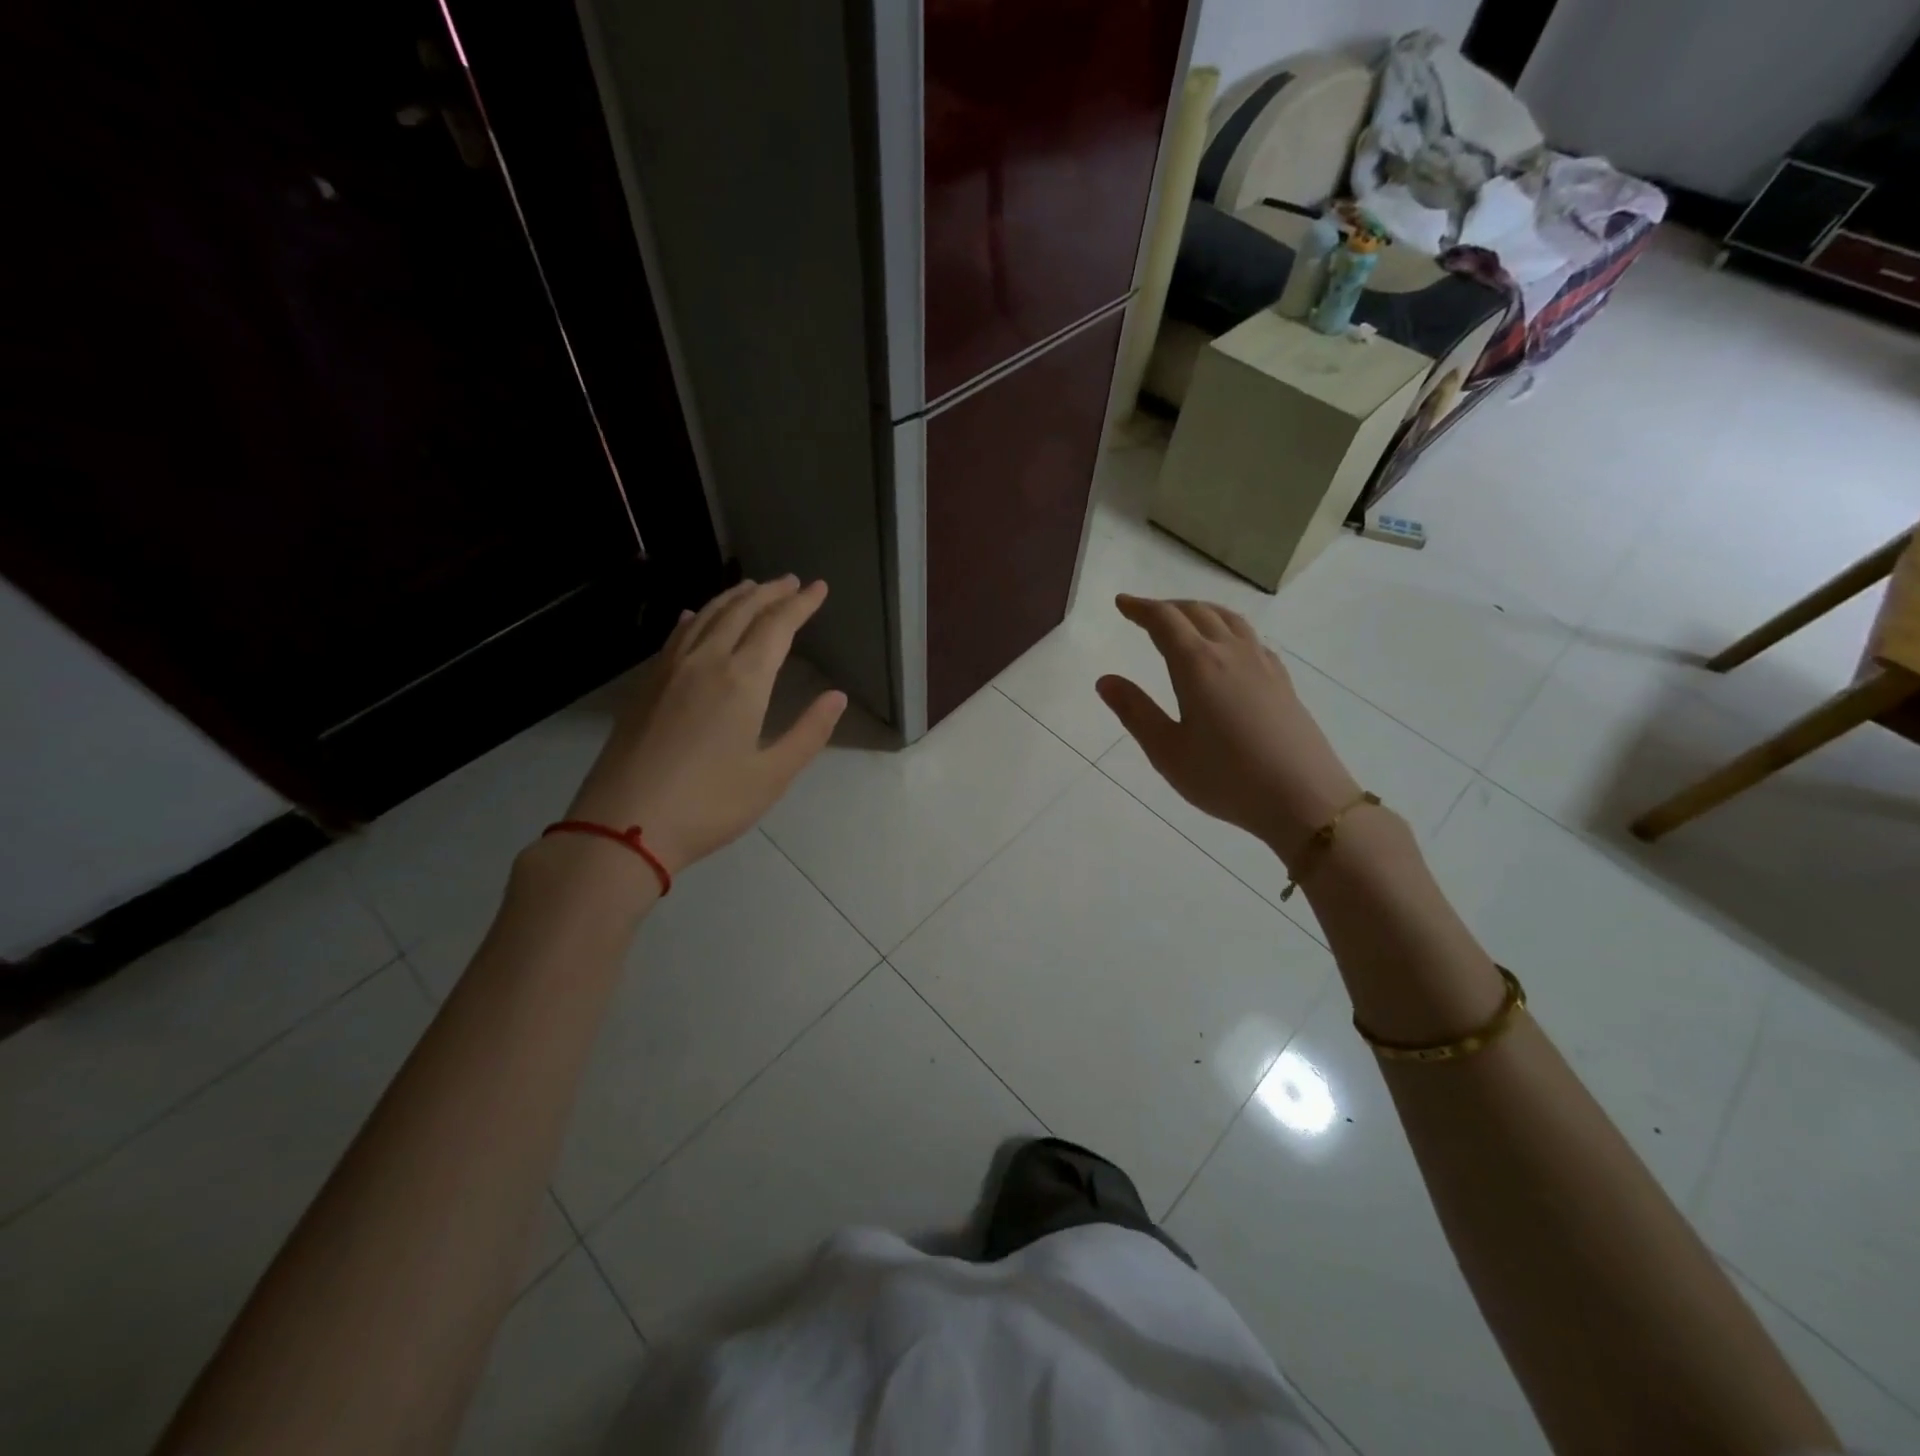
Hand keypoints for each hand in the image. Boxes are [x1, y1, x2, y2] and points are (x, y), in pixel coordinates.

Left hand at [564, 577, 846, 873]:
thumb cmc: (709, 805)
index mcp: (742, 680)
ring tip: (753, 588)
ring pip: (706, 617)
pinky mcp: (646, 686)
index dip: (801, 604)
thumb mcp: (772, 776)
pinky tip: (696, 616)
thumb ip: (809, 732)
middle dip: (770, 593)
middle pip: (741, 612)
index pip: (778, 626)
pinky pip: (677, 636)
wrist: (624, 825)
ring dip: (734, 598)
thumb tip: (837, 697)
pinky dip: (696, 618)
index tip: (819, 588)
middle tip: (791, 581)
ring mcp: (670, 670)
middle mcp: (706, 662)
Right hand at [1095, 595, 1361, 859]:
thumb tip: (1105, 680)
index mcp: (1197, 665)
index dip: (1140, 608)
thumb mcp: (1168, 752)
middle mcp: (1230, 653)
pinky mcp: (1281, 680)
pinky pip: (1250, 637)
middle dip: (1167, 607)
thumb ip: (1135, 712)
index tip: (1121, 603)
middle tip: (1144, 613)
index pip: (1164, 621)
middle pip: (1197, 612)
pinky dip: (1227, 628)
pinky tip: (1227, 647)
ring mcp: (1261, 664)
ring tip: (1184, 619)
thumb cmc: (1226, 778)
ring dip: (1199, 611)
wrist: (1305, 799)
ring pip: (1228, 619)